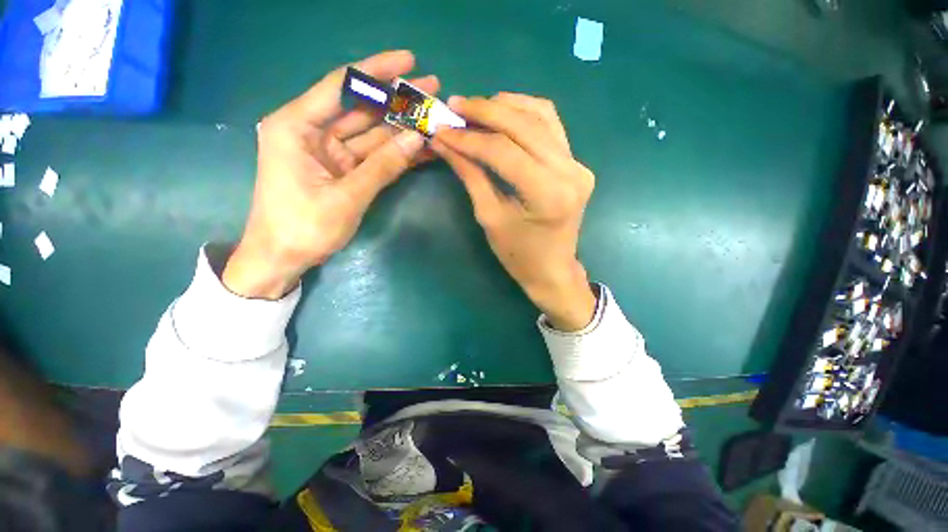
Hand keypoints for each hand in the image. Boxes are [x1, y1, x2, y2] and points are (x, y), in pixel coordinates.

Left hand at [224, 51, 436, 298]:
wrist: (283, 259)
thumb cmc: (303, 227)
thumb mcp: (347, 197)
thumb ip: (384, 166)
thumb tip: (418, 138)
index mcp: (296, 126)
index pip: (342, 86)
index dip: (377, 71)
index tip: (409, 61)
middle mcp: (310, 131)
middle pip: (360, 108)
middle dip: (396, 100)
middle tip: (431, 90)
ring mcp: (327, 152)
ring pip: (370, 133)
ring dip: (401, 127)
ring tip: (432, 116)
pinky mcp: (340, 170)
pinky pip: (371, 156)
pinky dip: (394, 153)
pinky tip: (419, 146)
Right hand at [432, 93, 596, 330]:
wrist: (553, 269)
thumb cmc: (519, 255)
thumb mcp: (490, 217)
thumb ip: (470, 175)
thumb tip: (445, 142)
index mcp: (548, 195)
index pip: (503, 151)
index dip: (469, 138)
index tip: (441, 129)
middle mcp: (570, 172)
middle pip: (524, 125)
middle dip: (485, 111)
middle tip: (454, 105)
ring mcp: (578, 164)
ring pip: (541, 116)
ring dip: (506, 106)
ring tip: (475, 108)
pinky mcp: (577, 163)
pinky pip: (551, 126)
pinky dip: (525, 113)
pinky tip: (503, 113)